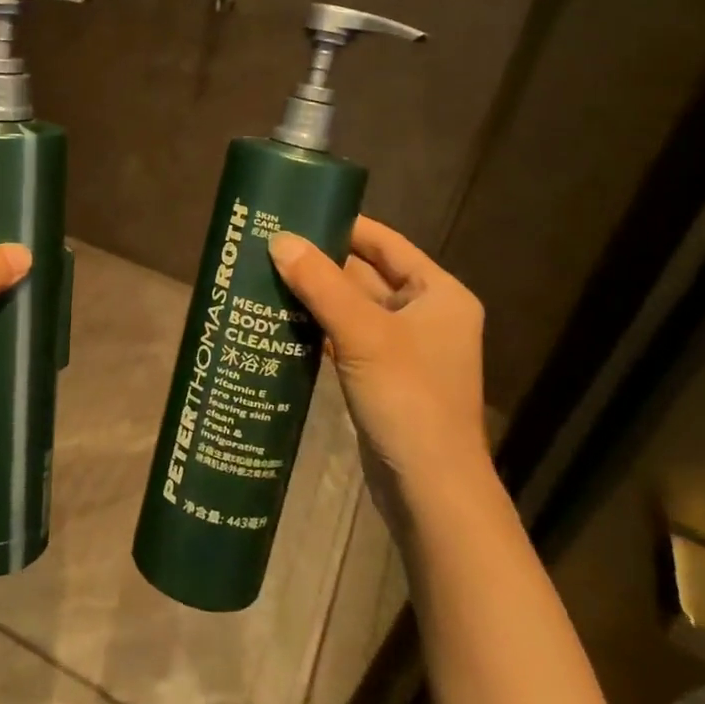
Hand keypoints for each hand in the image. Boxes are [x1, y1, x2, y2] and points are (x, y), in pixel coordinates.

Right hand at [268, 218, 486, 483]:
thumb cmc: (408, 399)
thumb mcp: (363, 333)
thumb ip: (320, 283)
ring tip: (265, 275)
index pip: (386, 243)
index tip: (299, 212)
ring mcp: (403, 350)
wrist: (430, 491)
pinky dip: (318, 329)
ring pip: (352, 309)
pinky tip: (280, 320)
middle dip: (321, 262)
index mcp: (439, 294)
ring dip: (315, 296)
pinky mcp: (382, 379)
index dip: (344, 225)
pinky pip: (346, 339)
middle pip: (366, 275)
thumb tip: (278, 239)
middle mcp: (426, 315)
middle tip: (270, 245)